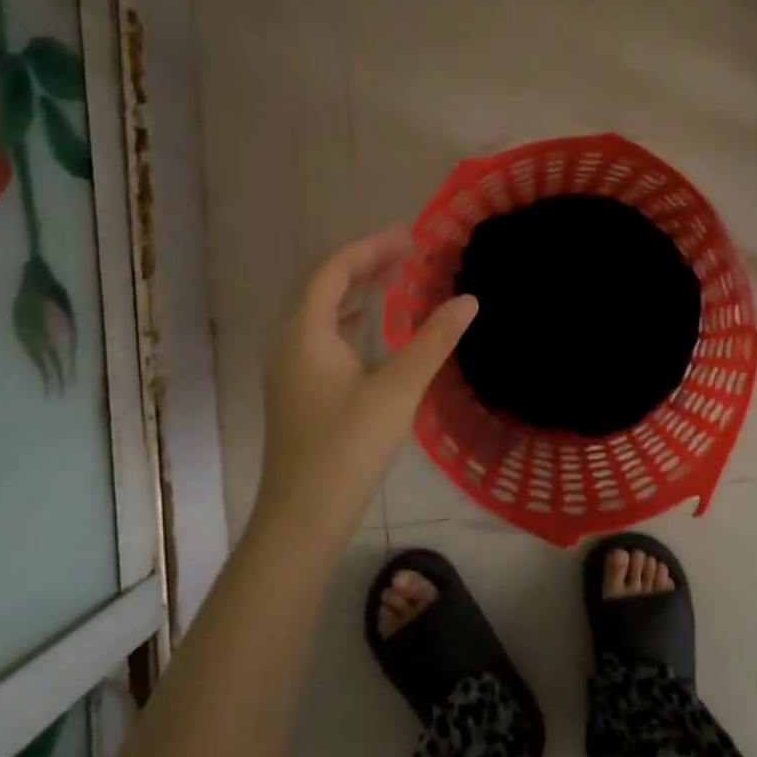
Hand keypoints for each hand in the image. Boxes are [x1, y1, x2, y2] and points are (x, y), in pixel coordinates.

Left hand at [259, 227, 477, 542]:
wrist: (302, 518)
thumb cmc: (348, 448)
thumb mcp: (398, 389)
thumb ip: (433, 341)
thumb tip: (468, 301)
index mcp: (306, 334)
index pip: (334, 271)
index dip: (371, 248)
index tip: (410, 238)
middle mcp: (289, 344)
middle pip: (324, 287)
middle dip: (365, 264)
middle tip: (408, 255)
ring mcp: (288, 370)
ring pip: (319, 313)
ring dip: (355, 291)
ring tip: (393, 282)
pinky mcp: (295, 393)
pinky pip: (320, 336)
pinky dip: (347, 320)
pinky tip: (368, 332)